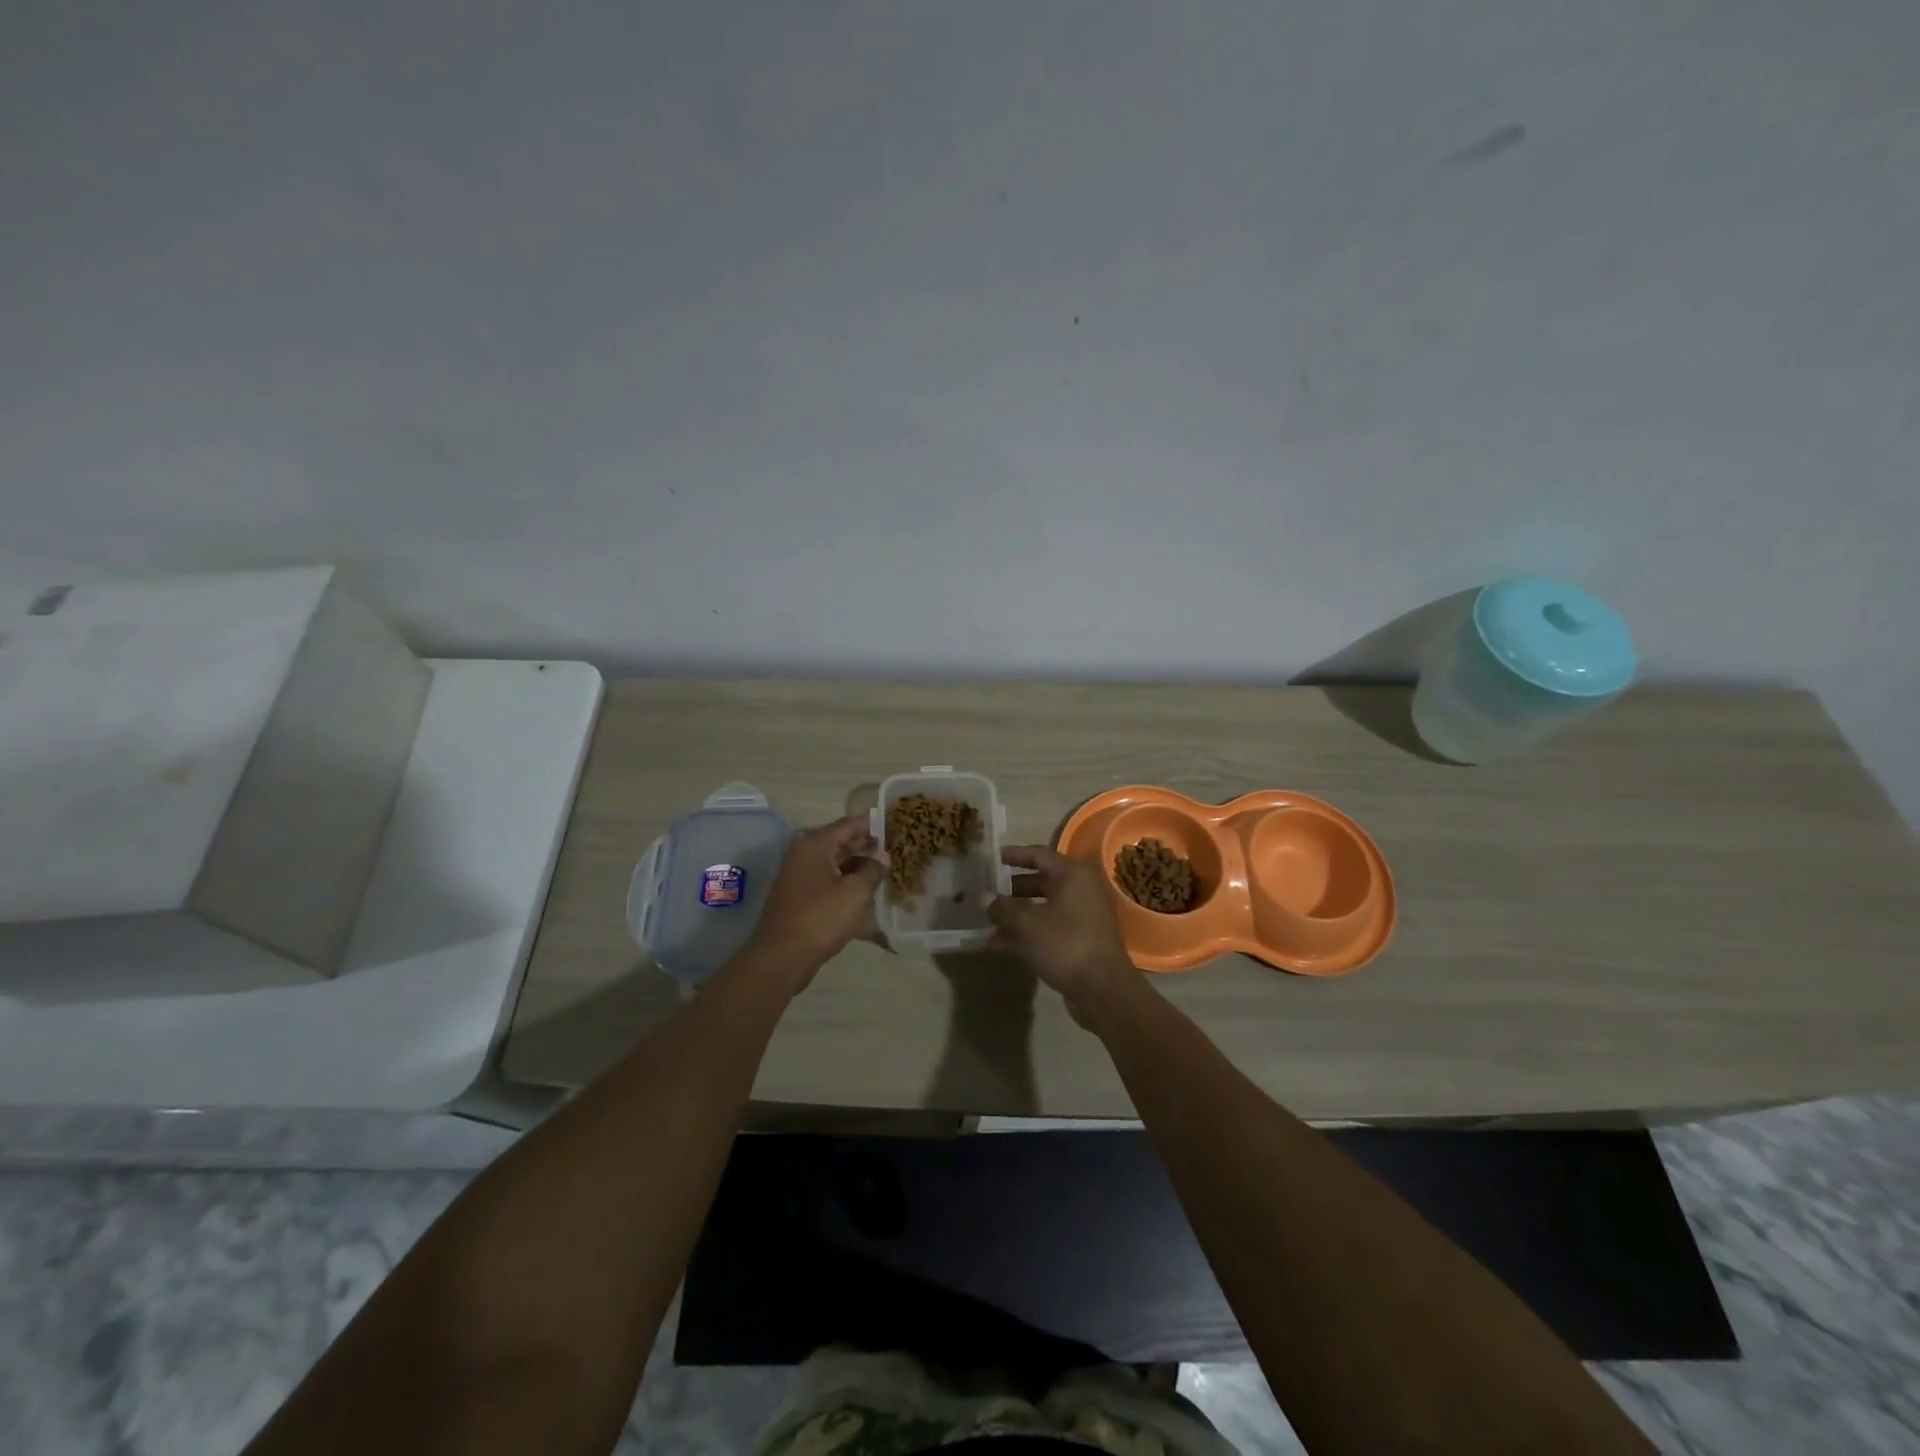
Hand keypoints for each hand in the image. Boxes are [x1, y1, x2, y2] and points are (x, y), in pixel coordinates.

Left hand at [742, 816, 887, 992]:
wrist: (782, 957)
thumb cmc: (821, 918)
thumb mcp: (855, 893)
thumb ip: (873, 870)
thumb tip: (883, 855)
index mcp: (815, 844)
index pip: (849, 824)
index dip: (872, 824)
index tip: (895, 824)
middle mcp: (804, 853)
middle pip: (840, 841)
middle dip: (866, 844)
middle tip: (895, 847)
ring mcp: (799, 875)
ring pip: (834, 862)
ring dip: (857, 864)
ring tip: (884, 868)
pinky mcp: (799, 895)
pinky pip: (827, 878)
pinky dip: (845, 880)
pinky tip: (864, 888)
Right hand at [986, 845, 1136, 1017]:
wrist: (1103, 989)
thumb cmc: (1065, 944)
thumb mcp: (1028, 924)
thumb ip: (1003, 908)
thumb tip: (984, 898)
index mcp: (1072, 876)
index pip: (1040, 855)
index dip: (1015, 855)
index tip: (993, 858)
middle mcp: (1080, 891)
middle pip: (1042, 882)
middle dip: (1013, 889)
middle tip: (988, 892)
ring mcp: (1082, 918)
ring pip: (1043, 908)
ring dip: (1016, 915)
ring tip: (987, 922)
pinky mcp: (1080, 942)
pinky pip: (1048, 929)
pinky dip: (1026, 933)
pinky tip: (999, 945)